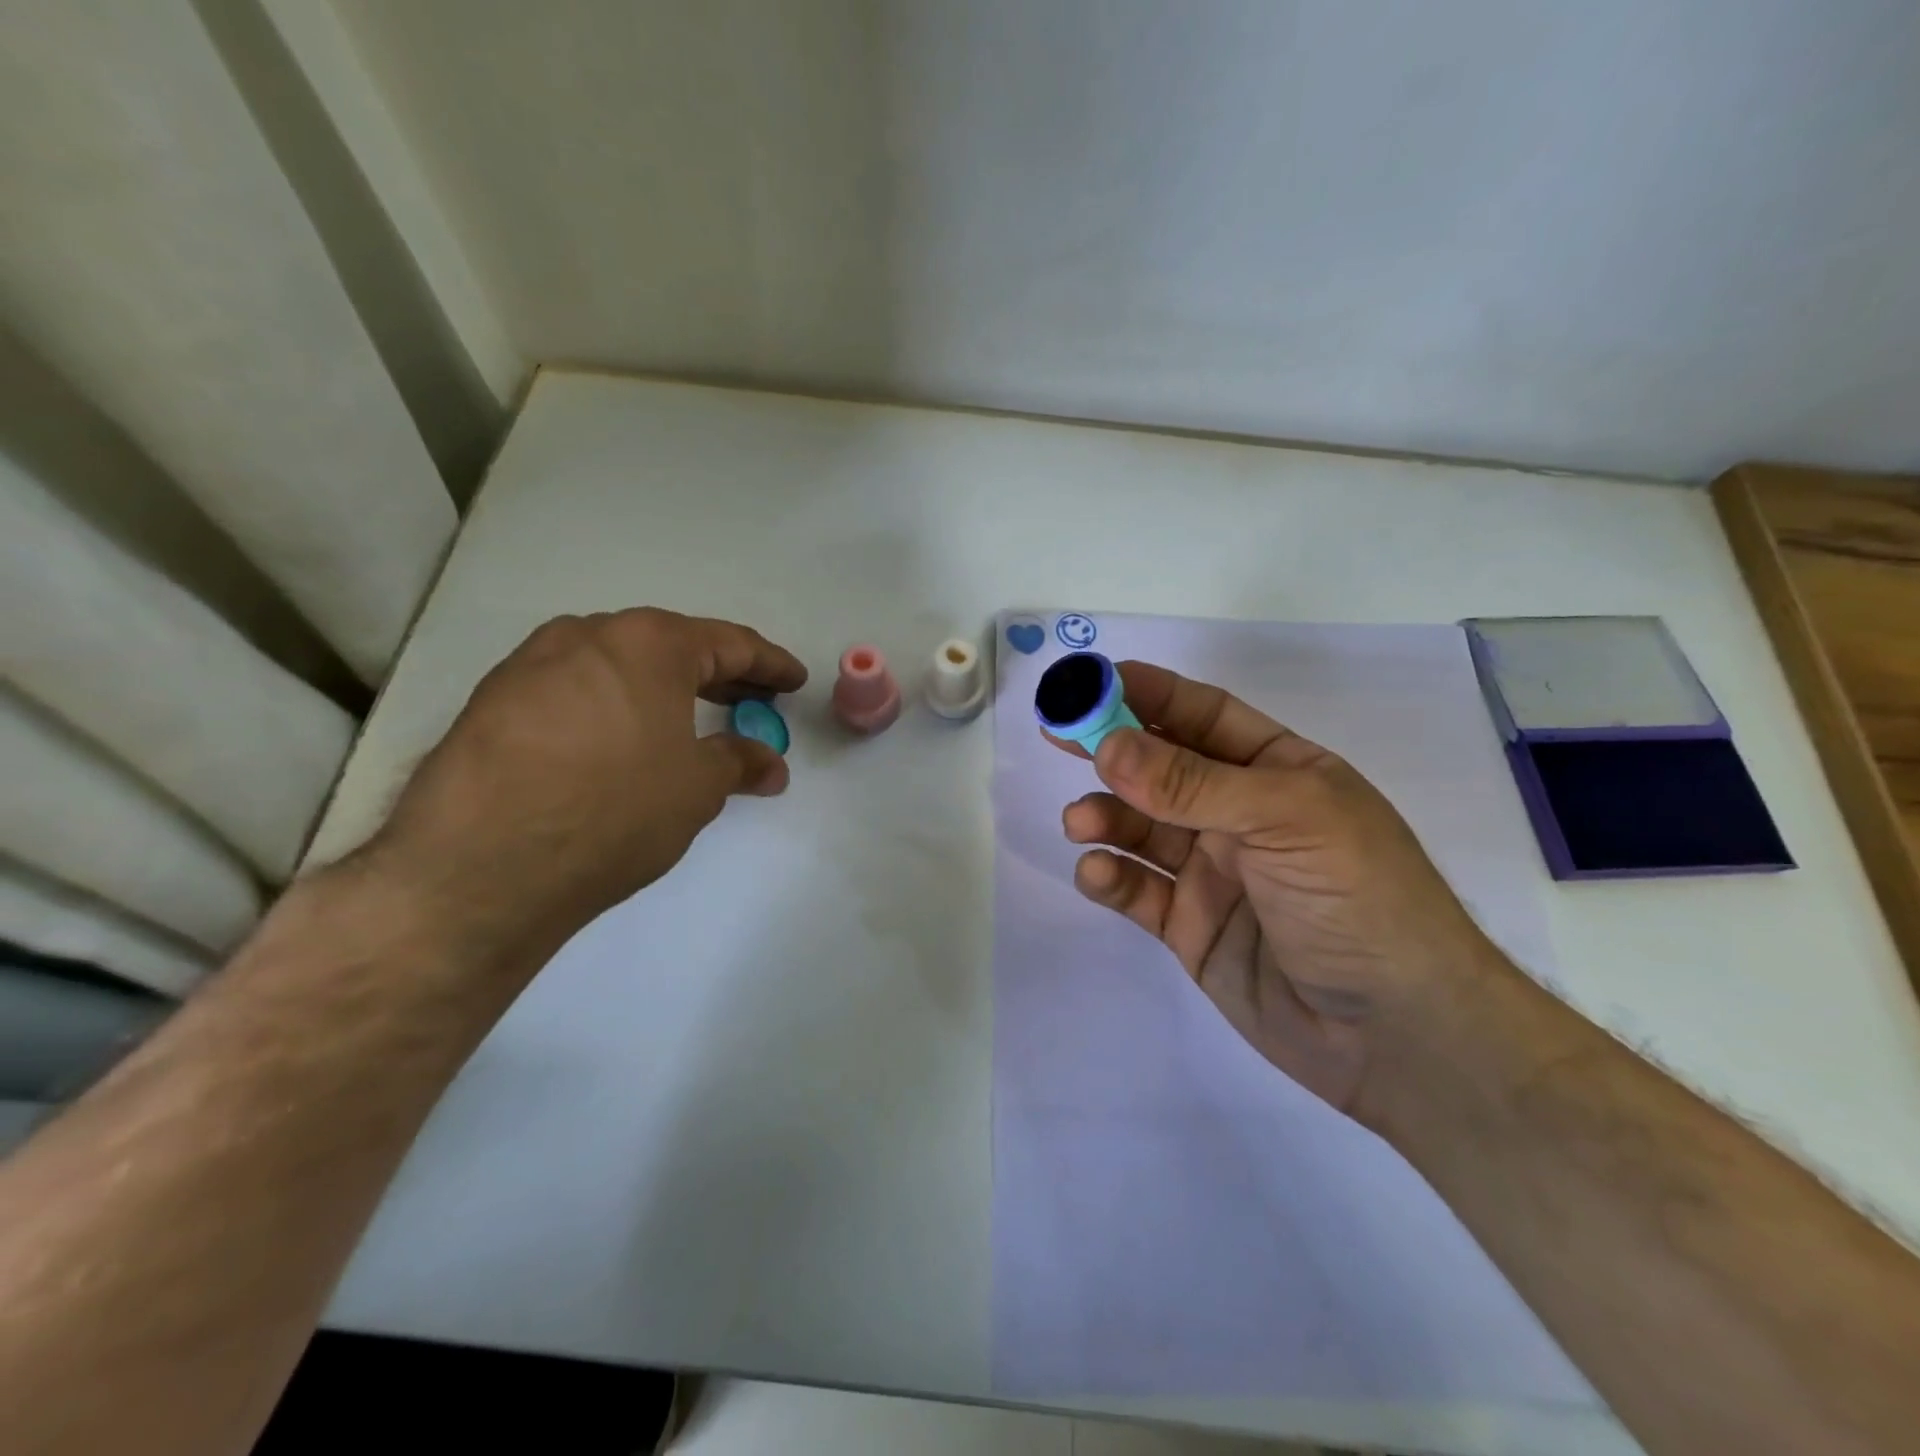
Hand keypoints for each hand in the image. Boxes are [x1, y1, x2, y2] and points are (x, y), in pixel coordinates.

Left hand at [369, 608, 806, 972]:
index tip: (794, 681)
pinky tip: (620, 743)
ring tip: (687, 723)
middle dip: (718, 675)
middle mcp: (586, 635)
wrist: (480, 867)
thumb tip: (770, 763)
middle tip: (752, 702)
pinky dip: (613, 707)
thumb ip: (740, 762)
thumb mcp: (697, 788)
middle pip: (669, 647)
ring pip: (617, 666)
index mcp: (647, 643)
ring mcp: (531, 664)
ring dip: (660, 690)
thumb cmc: (614, 810)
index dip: (769, 664)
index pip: (728, 643)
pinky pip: (575, 691)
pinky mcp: (492, 701)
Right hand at [1053, 661, 1507, 1125]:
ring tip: (1080, 823)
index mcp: (1278, 773)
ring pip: (1141, 828)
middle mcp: (1241, 815)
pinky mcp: (1190, 925)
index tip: (1090, 682)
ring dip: (1105, 817)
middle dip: (1110, 750)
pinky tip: (1098, 875)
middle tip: (1057, 736)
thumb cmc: (1360, 900)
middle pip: (1161, 769)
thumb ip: (1192, 783)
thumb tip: (1108, 745)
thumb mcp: (1285, 821)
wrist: (1397, 1036)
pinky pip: (1138, 889)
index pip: (1204, 717)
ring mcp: (1213, 872)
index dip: (1149, 695)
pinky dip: (1111, 877)